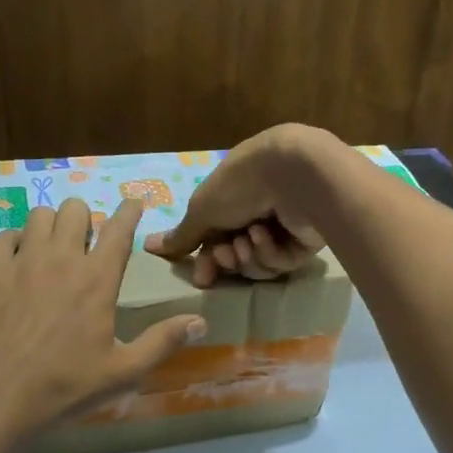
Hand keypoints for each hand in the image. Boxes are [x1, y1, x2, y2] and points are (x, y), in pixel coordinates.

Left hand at [0, 197, 206, 435]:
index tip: (133, 203)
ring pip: (38, 216)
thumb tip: (201, 322)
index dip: (129, 211)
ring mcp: (22, 263)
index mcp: (98, 280)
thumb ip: (163, 342)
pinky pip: (2, 237)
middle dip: (85, 218)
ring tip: (52, 247)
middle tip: (85, 242)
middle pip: (75, 210)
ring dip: (51, 225)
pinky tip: (17, 259)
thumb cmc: (66, 385)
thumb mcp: (124, 371)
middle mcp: (61, 260)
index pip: (119, 230)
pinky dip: (14, 241)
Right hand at [144, 125, 331, 286]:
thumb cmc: (240, 185)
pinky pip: (280, 263)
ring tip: (249, 238)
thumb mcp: (202, 209)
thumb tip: (148, 245)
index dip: (207, 260)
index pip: (215, 238)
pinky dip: (269, 252)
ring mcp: (283, 228)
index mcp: (233, 198)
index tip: (202, 277)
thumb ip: (181, 235)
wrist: (293, 175)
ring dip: (248, 255)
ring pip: (258, 263)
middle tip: (226, 253)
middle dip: (227, 259)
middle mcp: (258, 211)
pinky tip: (267, 235)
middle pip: (236, 255)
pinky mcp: (305, 243)